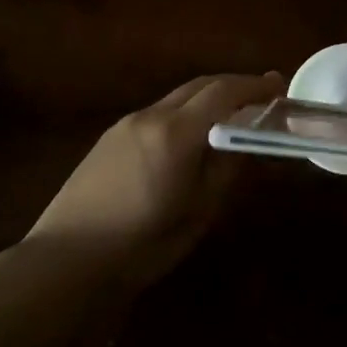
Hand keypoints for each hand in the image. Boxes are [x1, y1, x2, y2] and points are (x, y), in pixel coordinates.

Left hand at [28, 72, 282, 286]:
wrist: (68, 260)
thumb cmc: (144, 243)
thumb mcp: (199, 210)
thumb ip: (225, 169)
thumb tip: (243, 142)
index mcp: (175, 133)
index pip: (223, 92)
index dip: (254, 87)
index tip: (279, 88)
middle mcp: (149, 116)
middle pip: (199, 86)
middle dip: (233, 87)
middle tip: (261, 98)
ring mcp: (124, 125)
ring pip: (176, 99)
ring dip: (207, 100)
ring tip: (230, 120)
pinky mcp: (108, 140)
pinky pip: (156, 115)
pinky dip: (183, 115)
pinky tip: (190, 140)